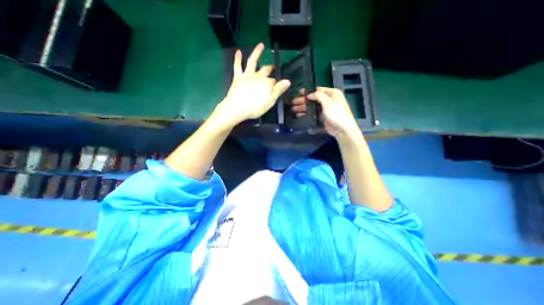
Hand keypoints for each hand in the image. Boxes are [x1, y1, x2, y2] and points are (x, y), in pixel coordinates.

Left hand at [217, 43, 293, 127]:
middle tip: (273, 67)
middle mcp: (258, 76)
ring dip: (257, 52)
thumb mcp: (270, 101)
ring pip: (252, 61)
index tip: (278, 86)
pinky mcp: (238, 77)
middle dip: (270, 68)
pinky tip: (238, 51)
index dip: (277, 83)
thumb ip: (278, 90)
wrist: (238, 108)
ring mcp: (247, 75)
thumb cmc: (255, 107)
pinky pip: (237, 66)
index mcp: (267, 83)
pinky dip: (238, 58)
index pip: (274, 81)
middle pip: (266, 70)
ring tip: (260, 45)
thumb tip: (288, 81)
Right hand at [293, 85, 360, 136]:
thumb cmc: (337, 114)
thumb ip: (319, 96)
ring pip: (312, 106)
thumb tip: (309, 94)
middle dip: (303, 100)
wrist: (342, 130)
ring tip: (293, 109)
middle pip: (313, 98)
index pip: (318, 90)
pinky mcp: (322, 116)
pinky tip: (298, 114)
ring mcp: (324, 108)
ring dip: (303, 107)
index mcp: (332, 93)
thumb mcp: (328, 103)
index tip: (299, 92)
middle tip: (293, 102)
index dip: (308, 91)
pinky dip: (306, 113)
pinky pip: (312, 112)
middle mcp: (328, 99)